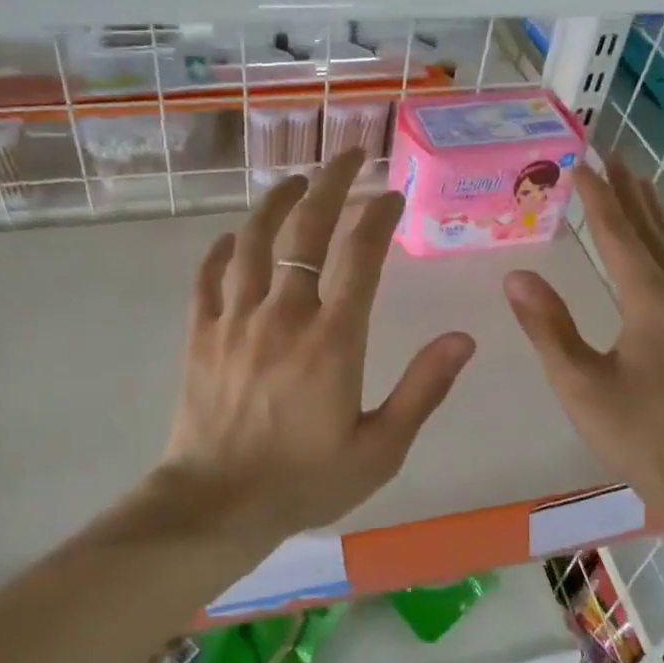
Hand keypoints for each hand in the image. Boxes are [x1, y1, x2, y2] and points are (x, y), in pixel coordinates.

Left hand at [162, 149, 475, 535]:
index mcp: (333, 340)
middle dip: (330, 183)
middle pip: (306, 230)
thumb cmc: (305, 482)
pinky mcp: (200, 335)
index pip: (361, 256)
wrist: (217, 507)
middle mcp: (283, 316)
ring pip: (252, 241)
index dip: (379, 215)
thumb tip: (463, 338)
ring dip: (275, 202)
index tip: (392, 194)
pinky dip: (220, 249)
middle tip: (347, 155)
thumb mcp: (381, 449)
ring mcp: (235, 320)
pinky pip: (207, 277)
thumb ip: (423, 389)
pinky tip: (231, 236)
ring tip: (295, 181)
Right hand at [503, 162, 663, 517]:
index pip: (619, 233)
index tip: (579, 162)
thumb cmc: (641, 436)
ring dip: (655, 212)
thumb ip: (548, 327)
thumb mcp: (580, 384)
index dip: (597, 196)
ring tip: (639, 183)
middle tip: (612, 154)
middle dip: (630, 190)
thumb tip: (516, 275)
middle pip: (654, 229)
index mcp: (652, 301)